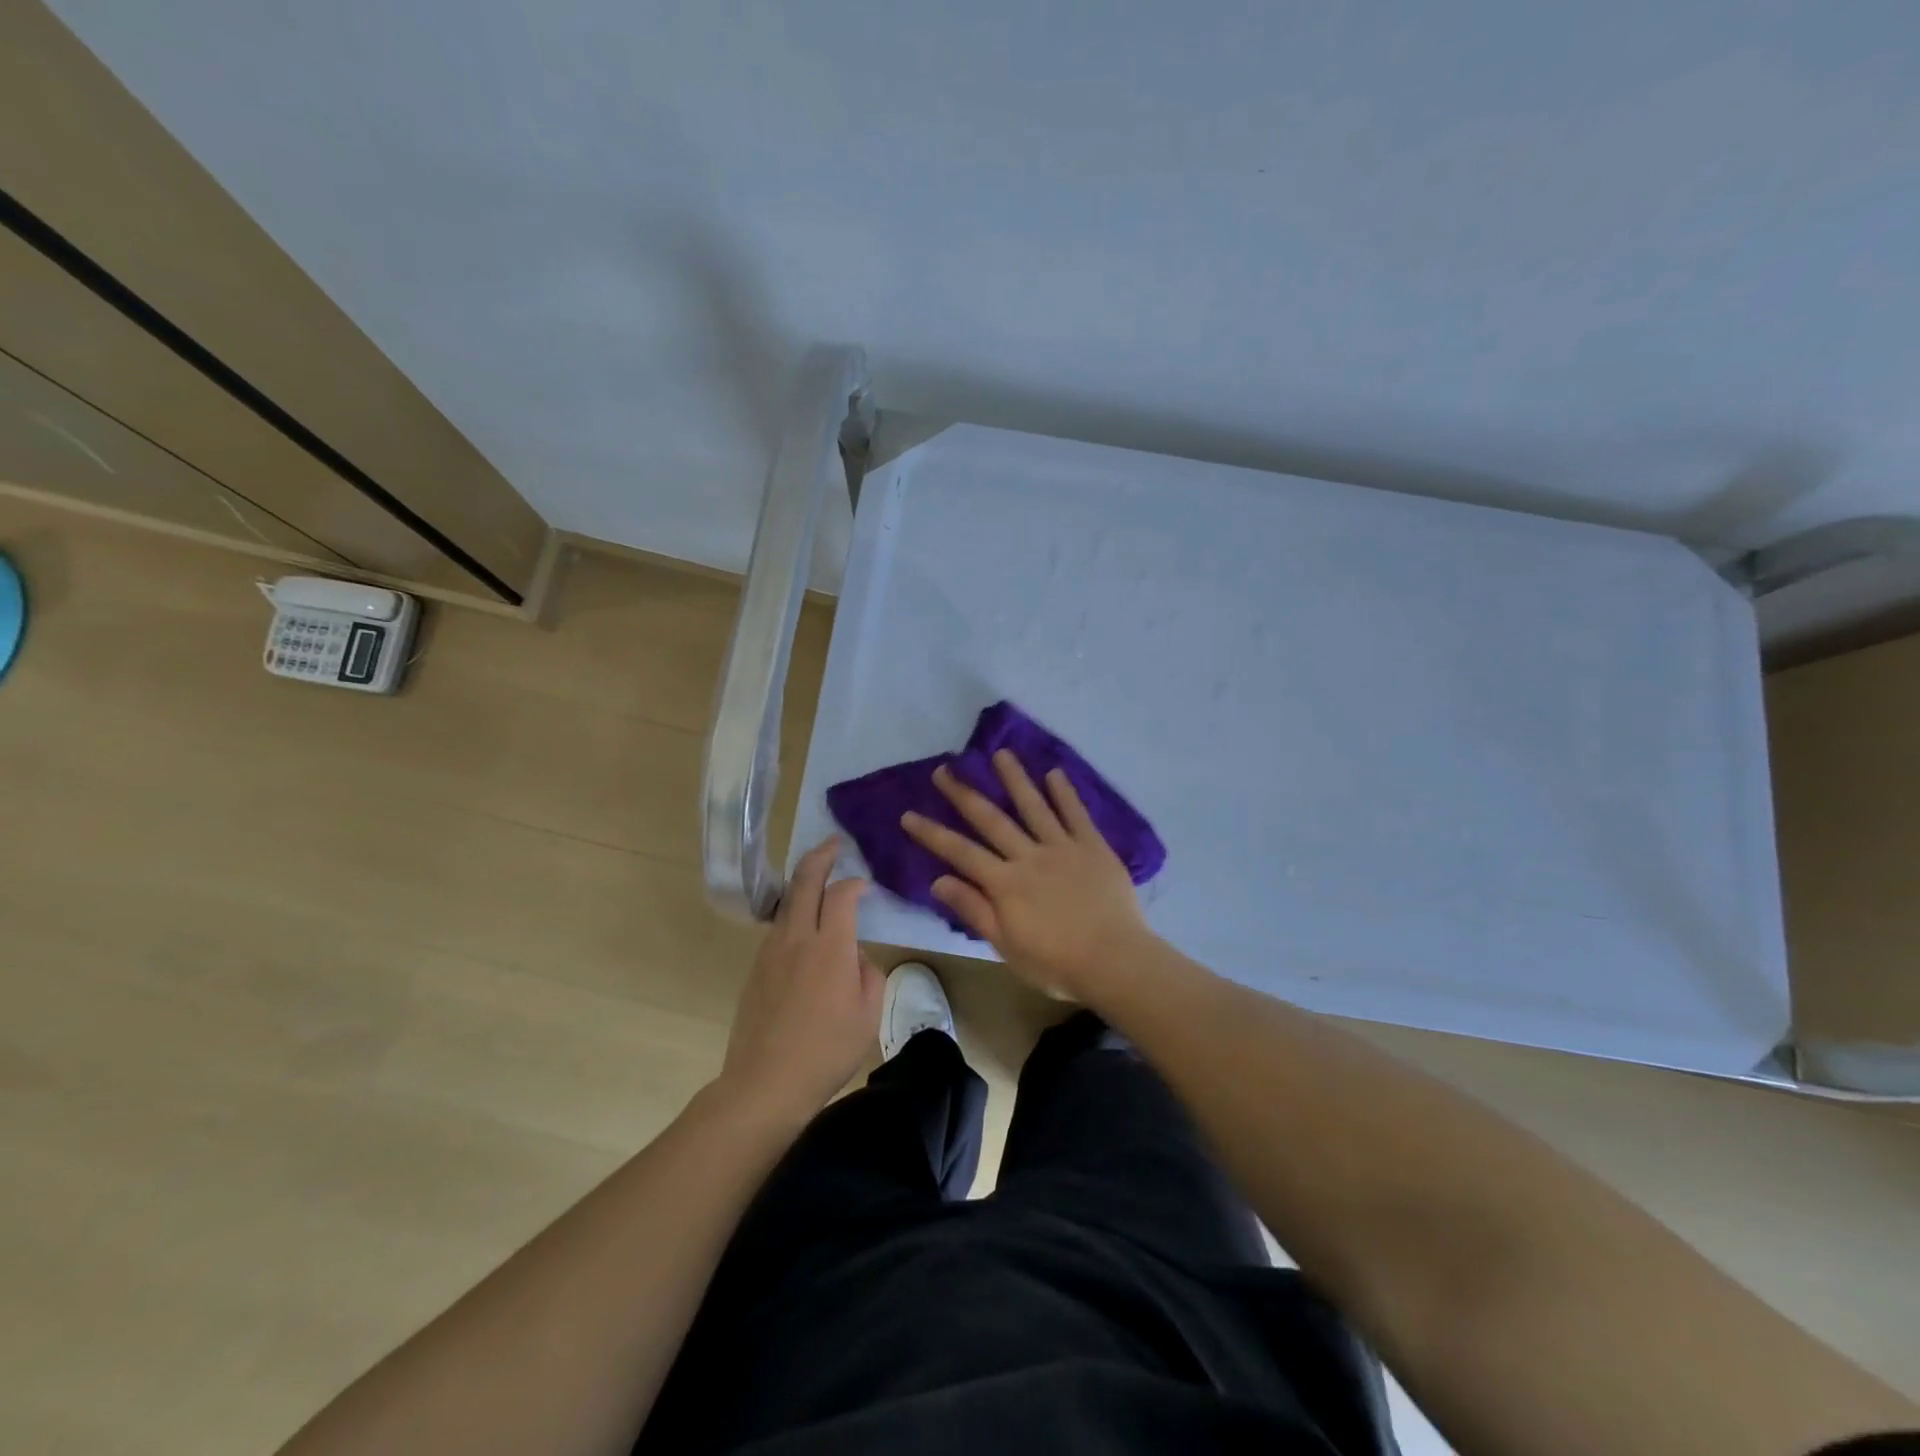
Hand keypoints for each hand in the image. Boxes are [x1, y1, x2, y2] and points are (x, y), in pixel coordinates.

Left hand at [719, 838, 883, 1120]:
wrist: (765, 1083)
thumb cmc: (826, 1051)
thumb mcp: (868, 1015)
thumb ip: (869, 974)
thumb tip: (856, 957)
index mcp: (830, 948)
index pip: (842, 894)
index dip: (855, 883)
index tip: (865, 885)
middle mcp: (797, 938)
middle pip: (805, 881)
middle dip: (820, 856)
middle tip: (833, 843)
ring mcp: (771, 951)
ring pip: (787, 902)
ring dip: (803, 882)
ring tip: (818, 877)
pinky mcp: (756, 967)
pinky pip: (778, 926)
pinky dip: (793, 911)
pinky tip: (804, 925)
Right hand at [901, 751, 1153, 998]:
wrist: (1115, 961)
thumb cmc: (1056, 962)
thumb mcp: (1007, 945)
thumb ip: (974, 909)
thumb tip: (938, 880)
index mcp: (1005, 883)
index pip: (960, 852)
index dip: (932, 833)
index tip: (909, 814)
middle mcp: (1029, 856)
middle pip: (991, 819)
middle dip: (964, 793)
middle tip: (945, 769)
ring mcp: (1062, 847)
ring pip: (1033, 806)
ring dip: (1014, 778)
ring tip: (1000, 754)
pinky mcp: (1093, 846)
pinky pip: (1076, 814)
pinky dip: (1064, 793)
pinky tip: (1054, 773)